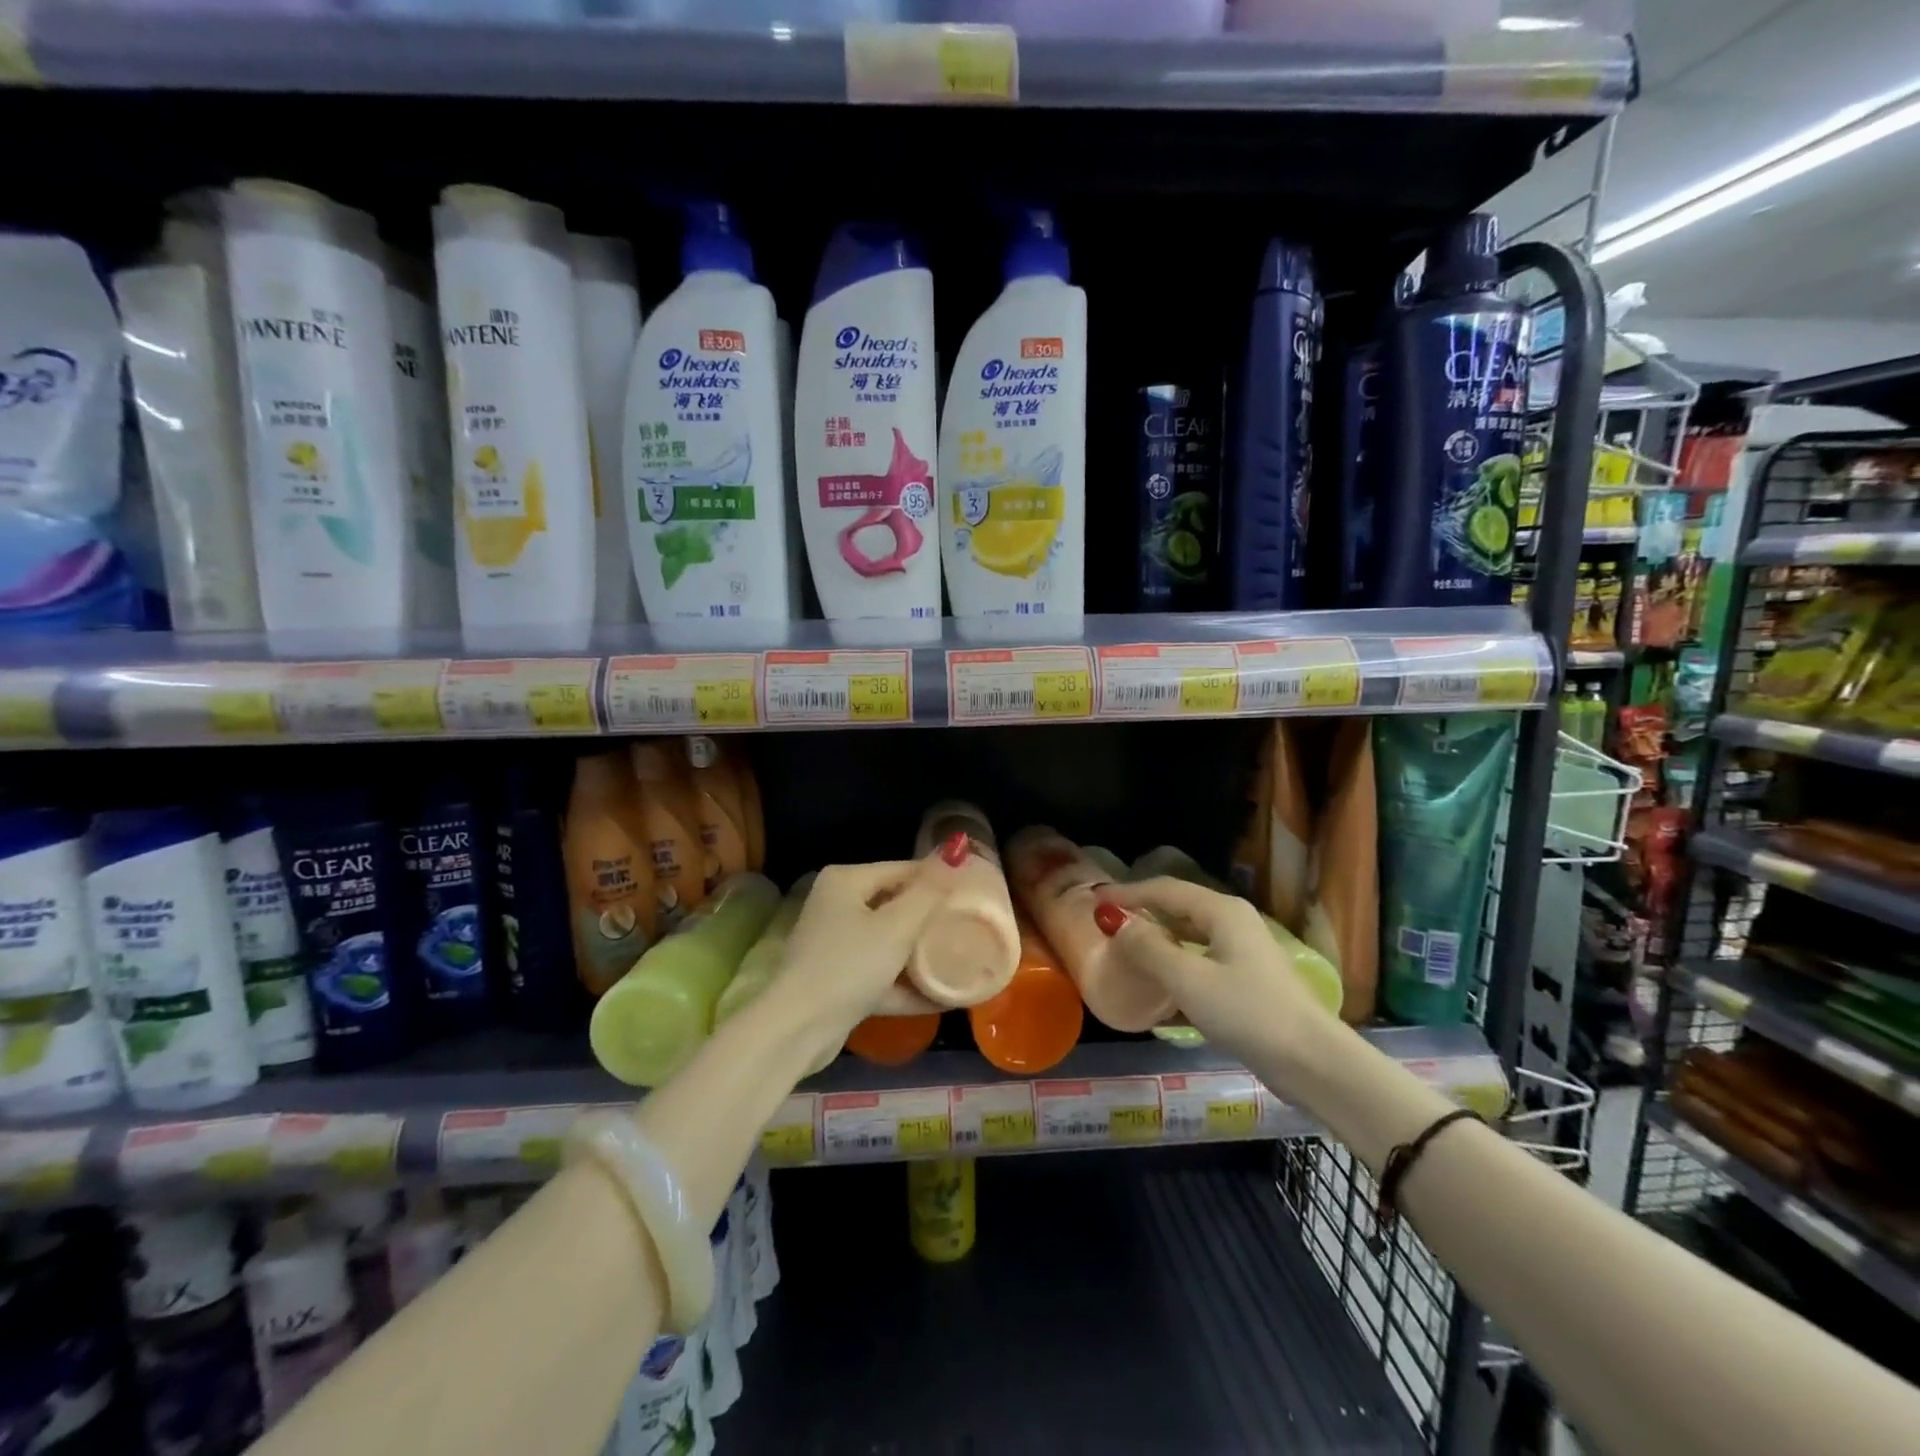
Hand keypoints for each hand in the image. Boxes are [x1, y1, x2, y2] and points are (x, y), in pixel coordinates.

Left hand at [770, 836, 969, 1049]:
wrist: (798, 1029)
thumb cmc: (850, 965)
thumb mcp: (897, 926)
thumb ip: (930, 893)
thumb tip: (955, 855)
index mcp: (846, 881)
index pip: (902, 870)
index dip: (939, 880)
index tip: (975, 894)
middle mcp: (837, 905)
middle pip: (896, 905)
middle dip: (932, 919)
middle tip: (971, 927)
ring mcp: (836, 944)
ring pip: (889, 942)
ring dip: (921, 955)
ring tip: (961, 959)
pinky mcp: (838, 980)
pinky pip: (880, 974)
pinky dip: (906, 984)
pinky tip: (942, 998)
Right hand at [1099, 876, 1341, 1073]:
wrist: (1312, 1062)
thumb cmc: (1247, 1012)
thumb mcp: (1188, 980)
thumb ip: (1148, 948)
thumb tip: (1116, 922)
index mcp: (1221, 911)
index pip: (1164, 889)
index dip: (1127, 893)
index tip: (1094, 900)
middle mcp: (1233, 923)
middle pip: (1178, 909)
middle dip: (1141, 915)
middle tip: (1106, 925)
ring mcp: (1242, 953)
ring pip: (1189, 938)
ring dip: (1157, 943)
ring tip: (1125, 954)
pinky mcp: (1246, 982)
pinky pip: (1199, 963)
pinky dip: (1175, 969)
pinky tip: (1156, 991)